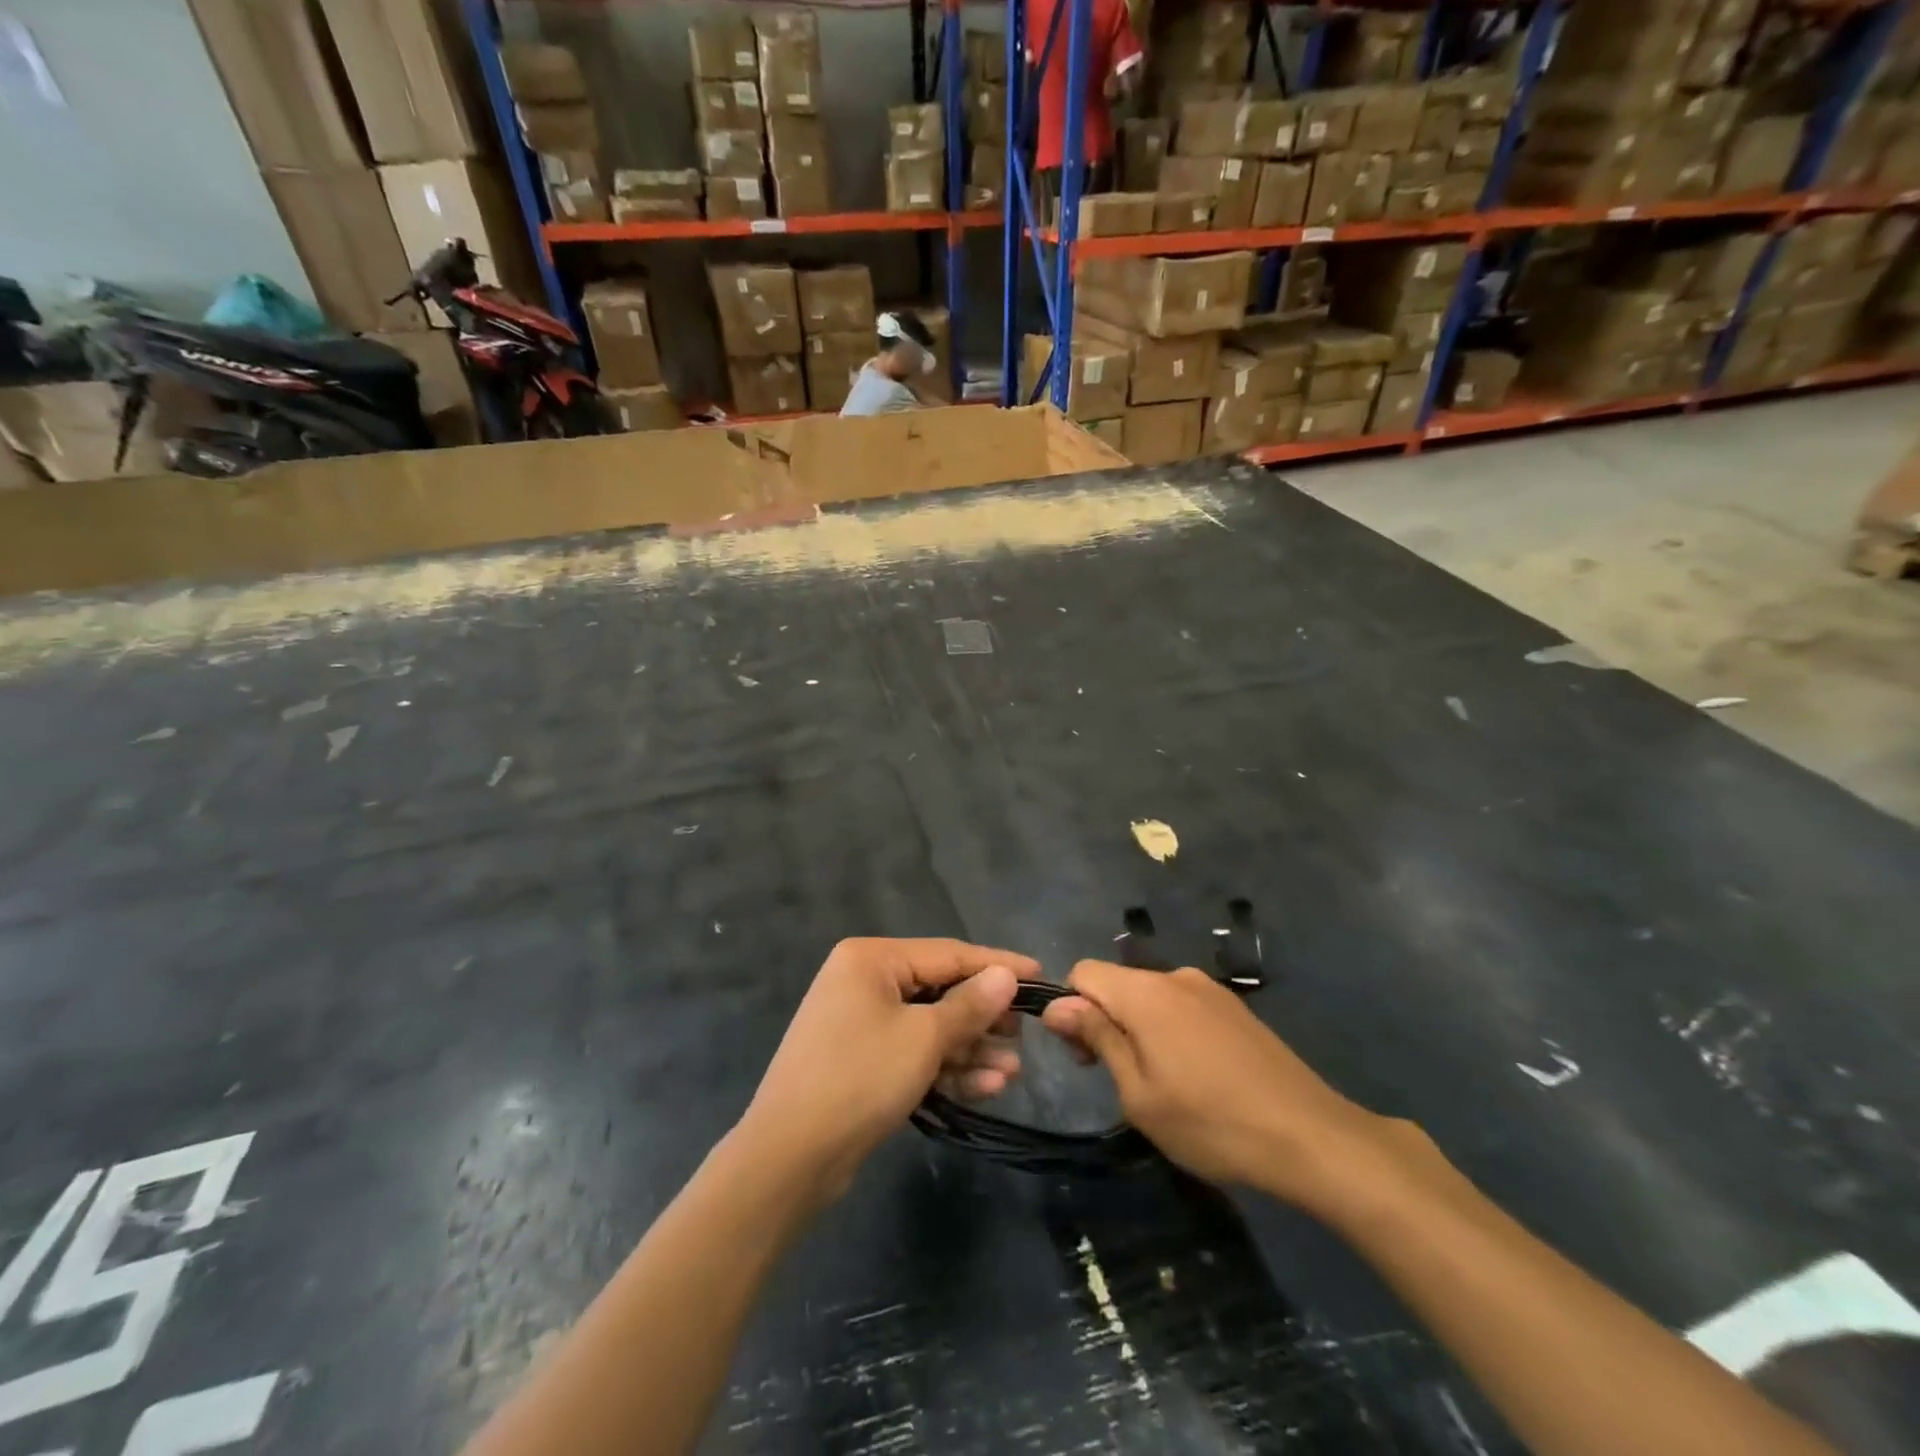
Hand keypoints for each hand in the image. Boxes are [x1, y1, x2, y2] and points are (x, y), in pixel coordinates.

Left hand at [741, 938, 1035, 1202]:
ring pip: (929, 1027)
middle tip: (1022, 1036)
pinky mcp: (862, 1061)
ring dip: (970, 1050)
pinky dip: (946, 1068)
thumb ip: (970, 1005)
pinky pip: (913, 1053)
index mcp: (872, 959)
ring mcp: (860, 1023)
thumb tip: (1006, 976)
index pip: (948, 954)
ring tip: (1012, 1072)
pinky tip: (987, 1087)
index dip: (997, 966)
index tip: (1040, 976)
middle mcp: (864, 981)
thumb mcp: (924, 1038)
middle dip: (983, 1018)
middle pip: (940, 991)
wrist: (789, 1158)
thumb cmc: (860, 1078)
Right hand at [1040, 961, 1391, 1208]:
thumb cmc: (1211, 1123)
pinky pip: (1182, 1006)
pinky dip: (1170, 1030)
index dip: (1071, 1009)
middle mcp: (1175, 976)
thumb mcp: (1138, 1093)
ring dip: (1138, 1028)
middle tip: (1117, 1077)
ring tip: (1161, 1083)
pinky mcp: (1235, 1008)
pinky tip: (1196, 1075)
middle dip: (1103, 1020)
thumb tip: (1057, 1004)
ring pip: (1150, 996)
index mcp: (1145, 992)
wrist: (1310, 1137)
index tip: (1084, 1056)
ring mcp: (1210, 989)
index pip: (1083, 972)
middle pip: (1118, 983)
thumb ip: (1097, 1038)